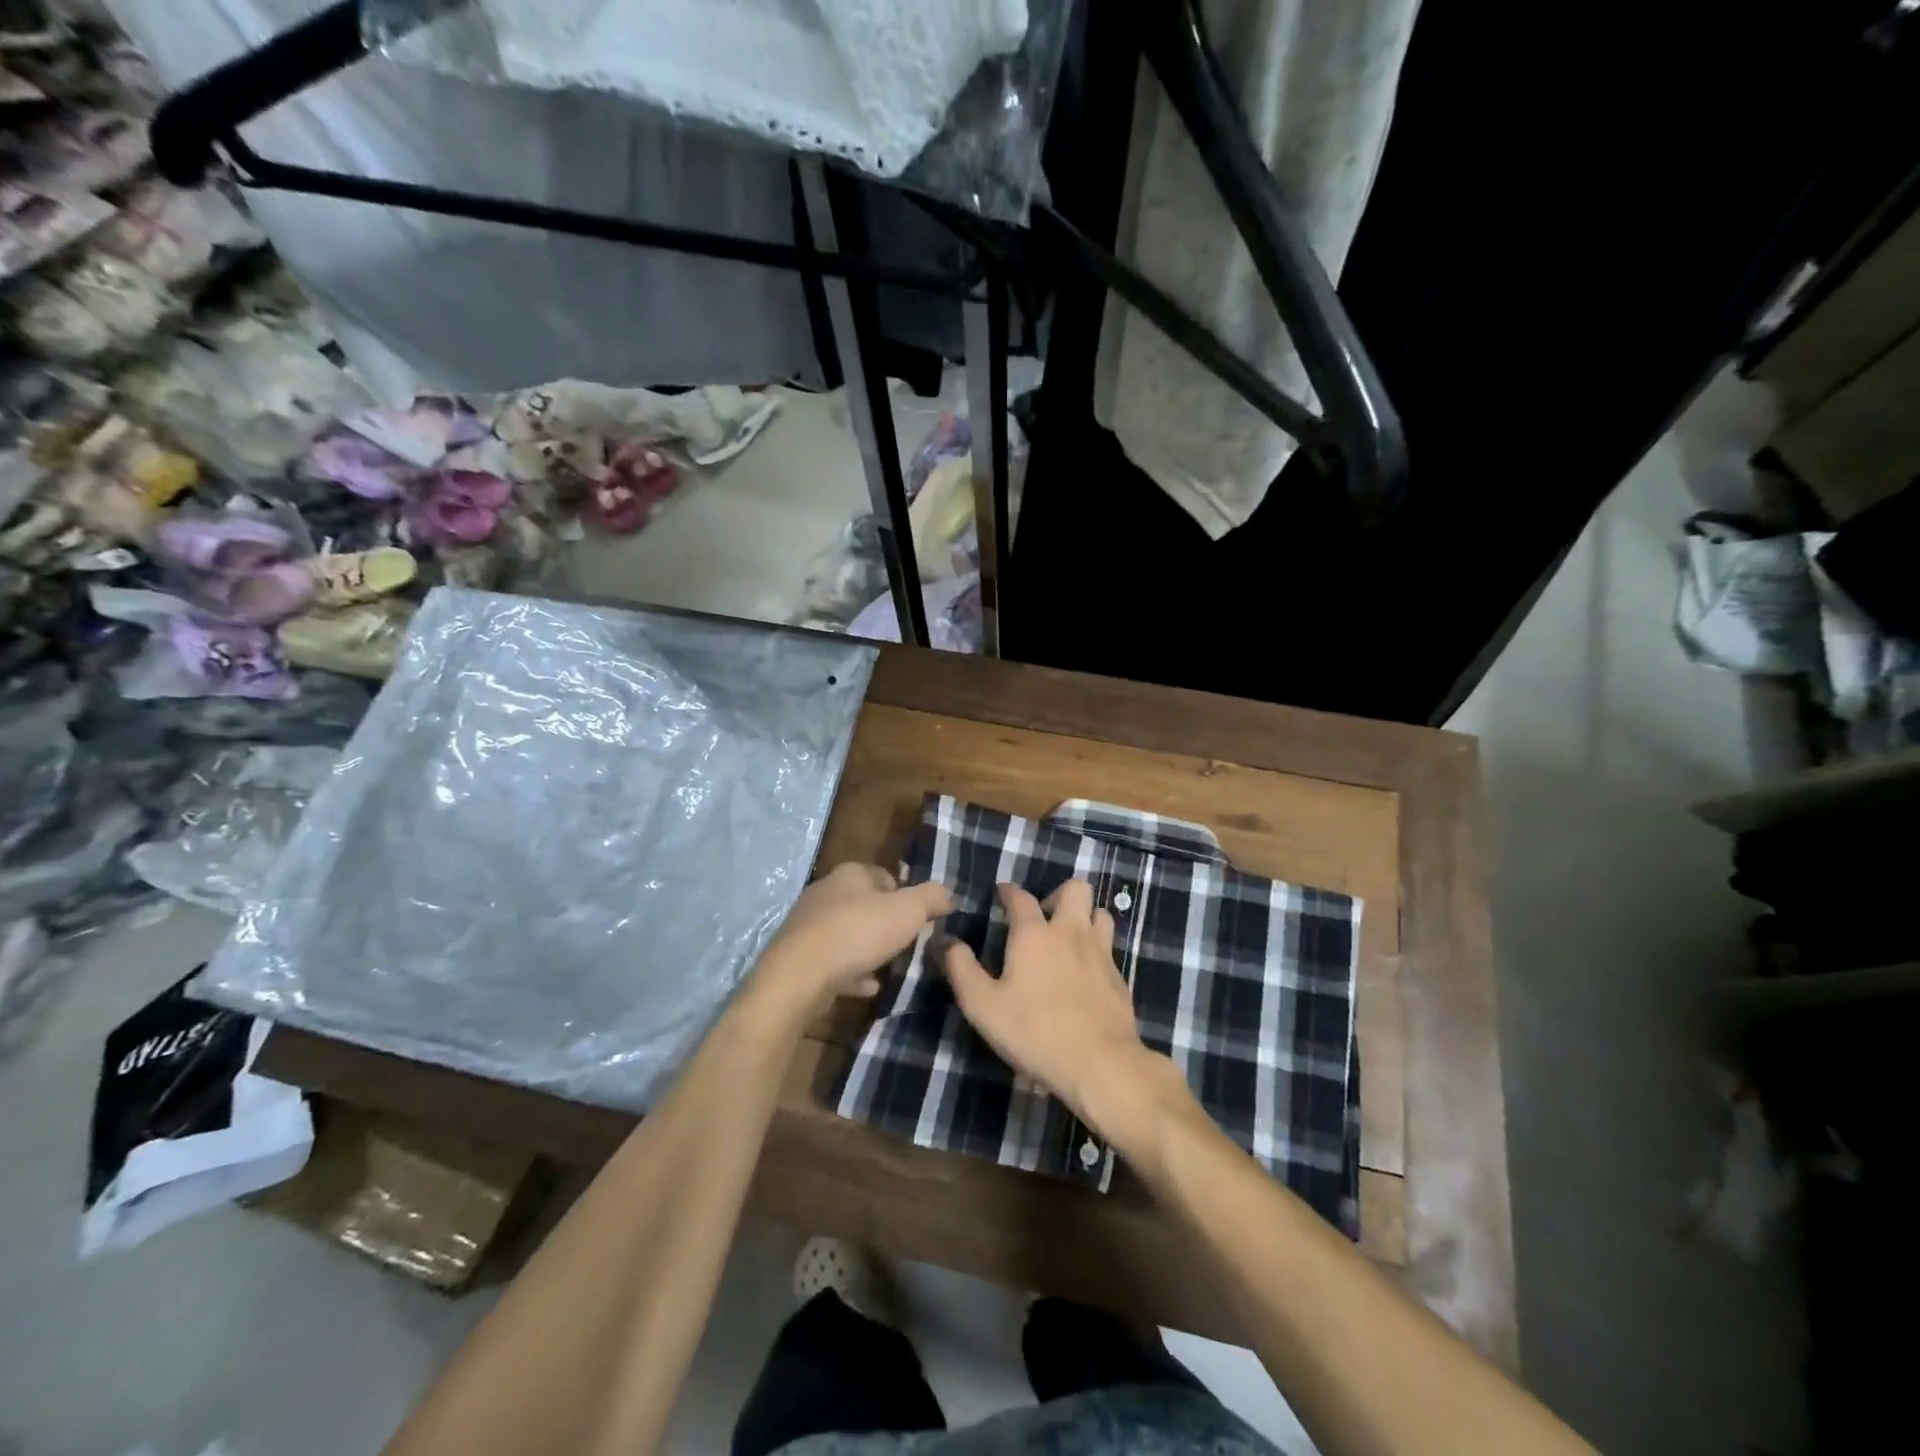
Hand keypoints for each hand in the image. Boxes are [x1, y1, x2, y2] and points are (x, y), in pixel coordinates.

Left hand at [753, 863, 950, 1019]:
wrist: (799, 976)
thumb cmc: (858, 933)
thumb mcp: (907, 911)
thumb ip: (931, 898)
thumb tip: (948, 894)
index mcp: (851, 874)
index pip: (885, 875)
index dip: (905, 895)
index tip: (918, 919)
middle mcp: (826, 892)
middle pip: (864, 904)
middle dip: (885, 922)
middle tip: (905, 942)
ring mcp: (808, 924)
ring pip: (847, 932)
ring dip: (867, 948)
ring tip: (888, 966)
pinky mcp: (798, 955)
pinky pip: (833, 960)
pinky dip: (851, 971)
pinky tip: (867, 986)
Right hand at [939, 880, 1159, 1128]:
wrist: (1100, 1063)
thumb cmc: (1034, 1032)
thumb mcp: (983, 1005)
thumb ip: (961, 969)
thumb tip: (944, 941)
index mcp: (1034, 933)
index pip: (1021, 897)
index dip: (1009, 892)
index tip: (1001, 894)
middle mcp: (1070, 932)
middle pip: (1075, 889)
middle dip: (1058, 895)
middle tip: (1043, 919)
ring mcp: (1100, 952)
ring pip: (1100, 913)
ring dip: (1085, 917)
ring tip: (1068, 939)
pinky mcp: (1120, 977)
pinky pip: (1110, 947)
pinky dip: (1097, 949)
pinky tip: (1086, 972)